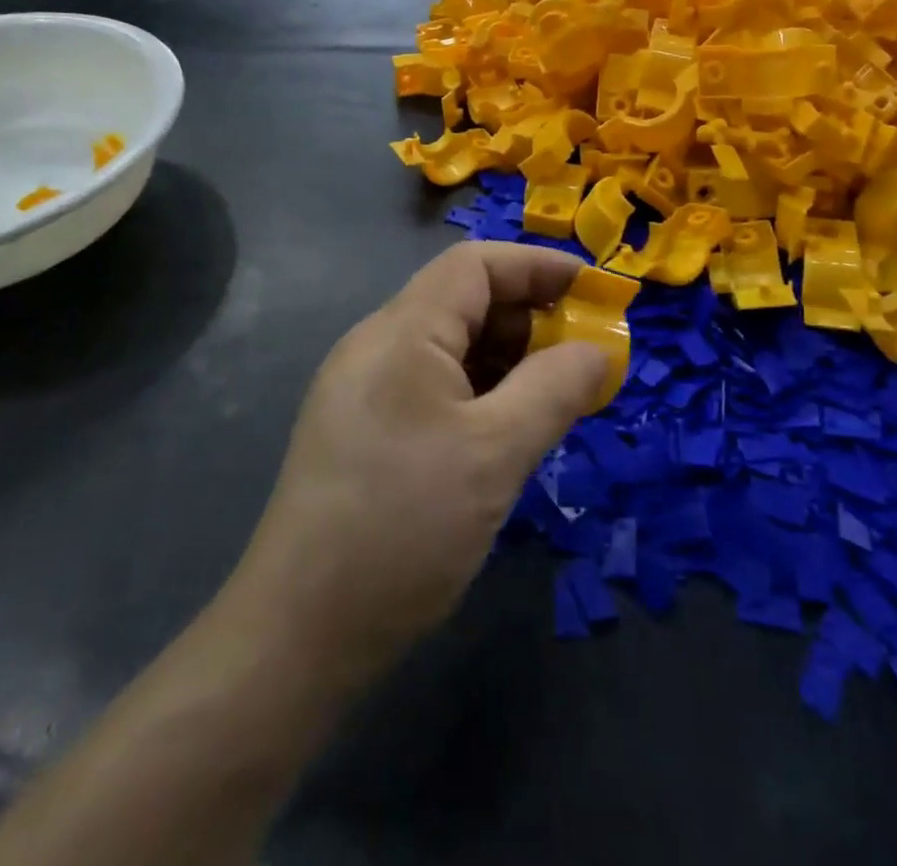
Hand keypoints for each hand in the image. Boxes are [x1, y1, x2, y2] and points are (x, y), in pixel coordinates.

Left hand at [230, 242, 606, 681]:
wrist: (299, 633)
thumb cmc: (404, 526)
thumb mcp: (496, 453)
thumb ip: (555, 389)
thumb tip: (597, 349)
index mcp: (401, 332)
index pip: (475, 265)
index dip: (538, 266)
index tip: (595, 291)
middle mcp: (377, 345)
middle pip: (463, 302)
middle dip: (529, 318)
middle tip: (584, 356)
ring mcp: (364, 388)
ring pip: (449, 347)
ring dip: (507, 360)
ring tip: (556, 397)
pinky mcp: (362, 428)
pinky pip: (432, 385)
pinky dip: (479, 392)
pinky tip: (508, 430)